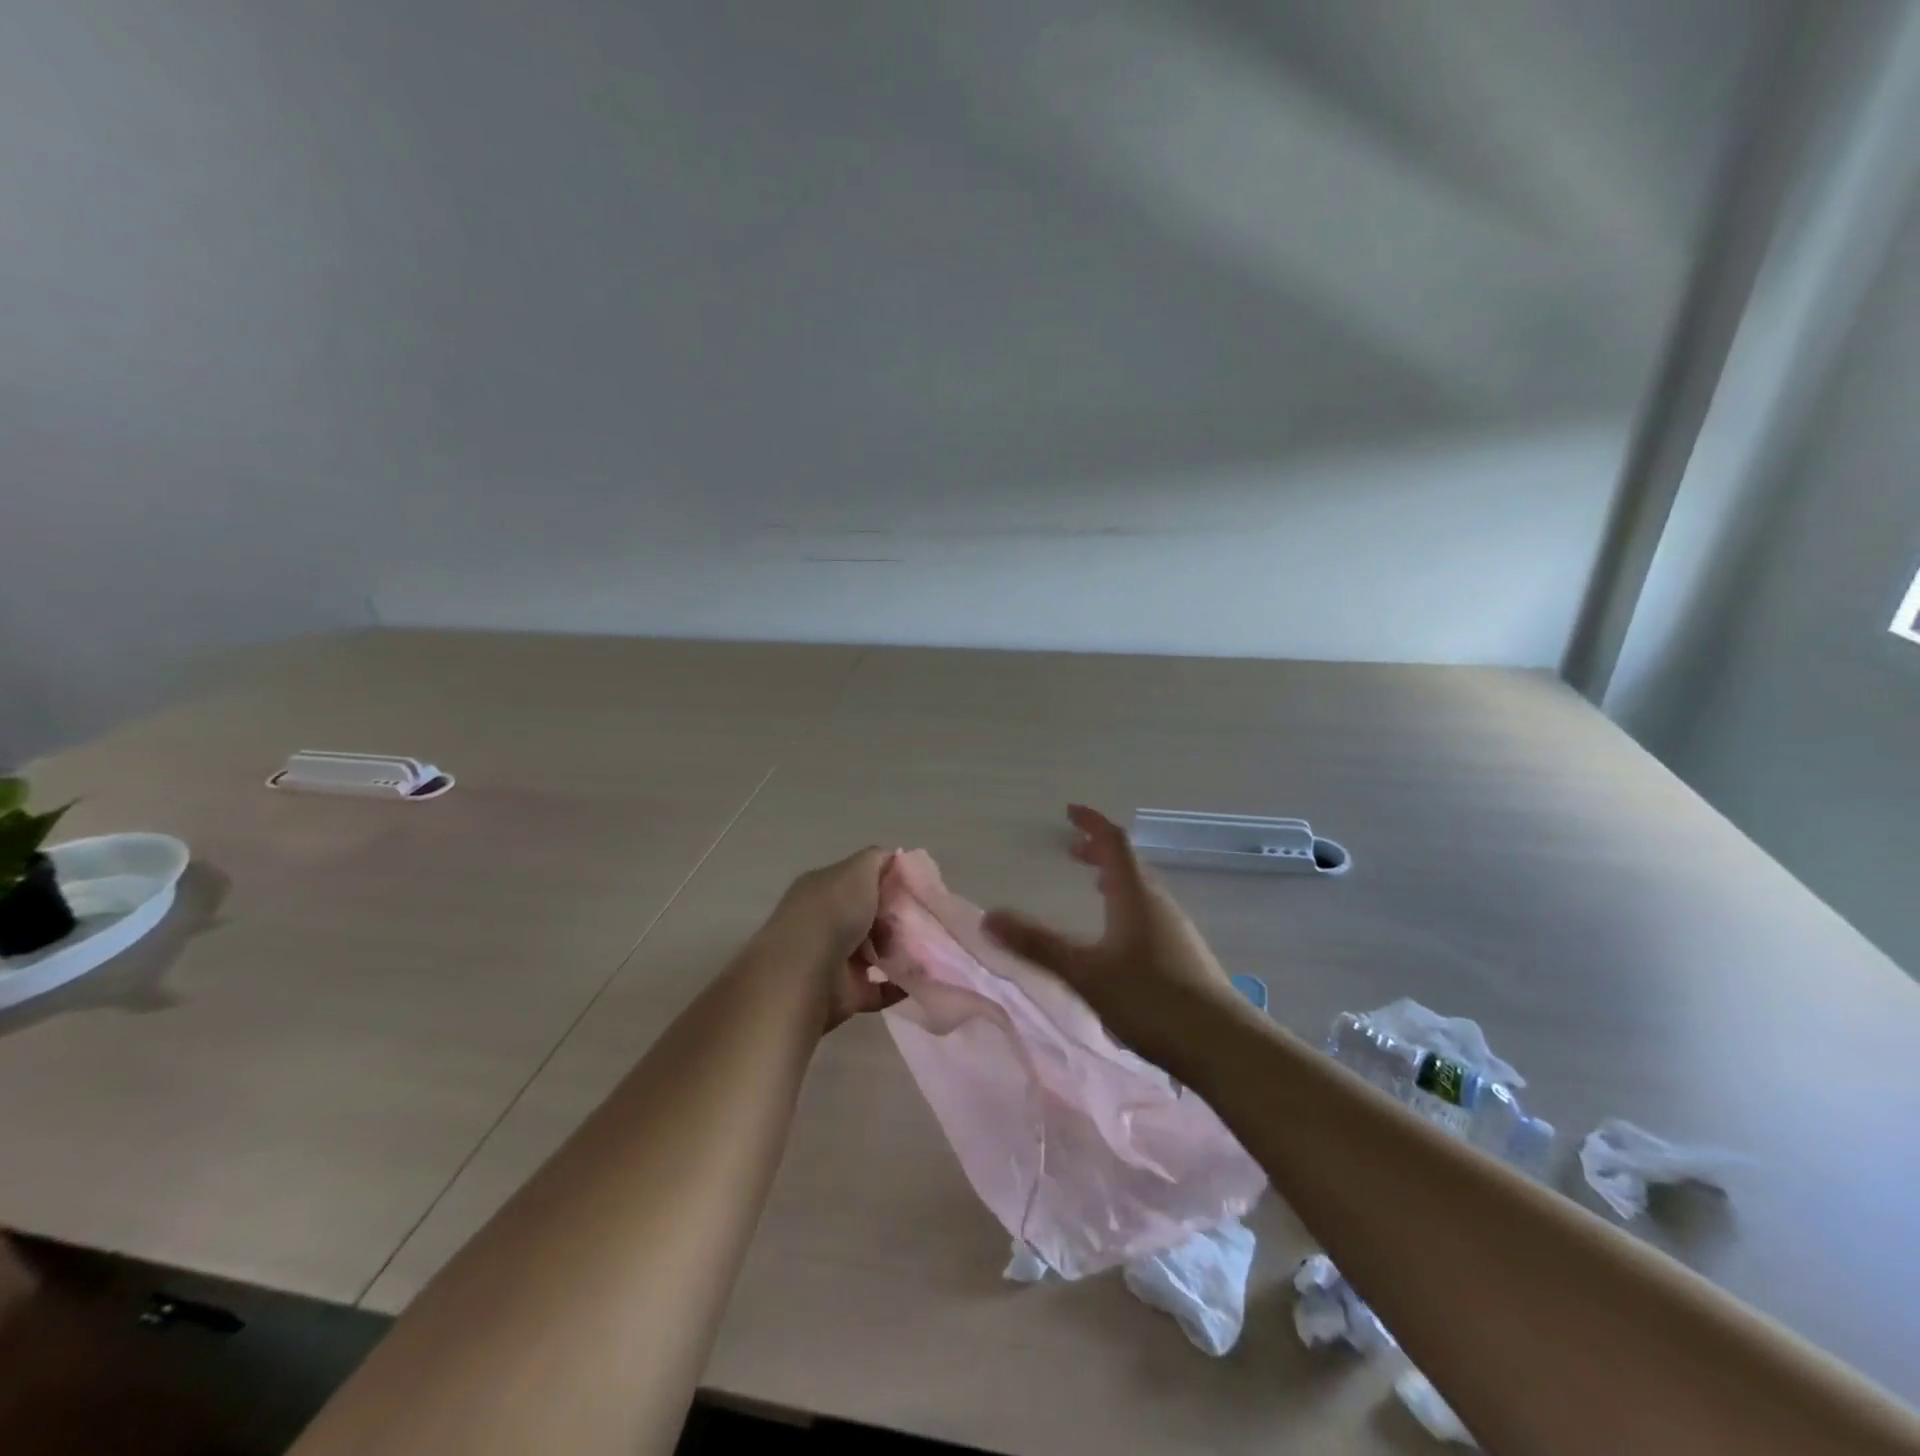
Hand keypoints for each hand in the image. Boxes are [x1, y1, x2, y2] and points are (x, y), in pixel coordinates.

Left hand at [757, 847, 905, 1031]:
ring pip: (874, 952)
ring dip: (899, 951)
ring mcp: (833, 959)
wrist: (805, 974)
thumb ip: (877, 859)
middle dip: (896, 918)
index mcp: (823, 889)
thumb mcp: (858, 870)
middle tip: (923, 920)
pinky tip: (920, 977)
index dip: (888, 882)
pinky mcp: (844, 993)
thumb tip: (894, 858)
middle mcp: (825, 922)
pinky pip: (878, 989)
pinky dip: (898, 985)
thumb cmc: (834, 912)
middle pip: (868, 916)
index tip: (916, 888)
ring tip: (926, 948)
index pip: (859, 880)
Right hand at [983, 805, 1240, 1073]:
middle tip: (1073, 850)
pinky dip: (1127, 906)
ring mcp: (1176, 930)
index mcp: (1135, 895)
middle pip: (1129, 864)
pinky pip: (1150, 914)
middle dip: (1099, 852)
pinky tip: (1119, 938)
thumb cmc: (1150, 1000)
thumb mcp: (1085, 973)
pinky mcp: (1184, 956)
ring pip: (1141, 890)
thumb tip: (989, 916)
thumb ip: (1037, 945)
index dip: (1091, 823)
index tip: (1070, 811)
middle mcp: (1159, 903)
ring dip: (1115, 879)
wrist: (1223, 1046)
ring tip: (1094, 886)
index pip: (1113, 842)